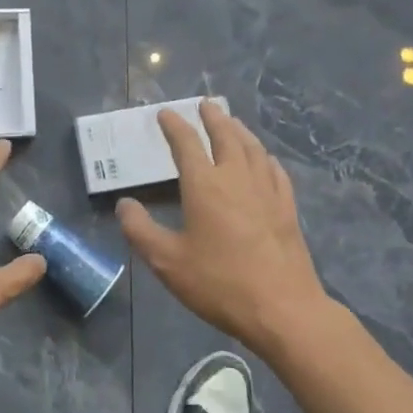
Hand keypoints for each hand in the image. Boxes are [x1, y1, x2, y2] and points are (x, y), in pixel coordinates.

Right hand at [116, 101, 331, 355]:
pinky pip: (275, 170)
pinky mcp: (287, 208)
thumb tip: (124, 205)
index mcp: (204, 185)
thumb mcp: (167, 262)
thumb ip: (140, 230)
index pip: (186, 144)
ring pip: (252, 148)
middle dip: (213, 118)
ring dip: (239, 130)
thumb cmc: (220, 283)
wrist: (283, 309)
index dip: (174, 126)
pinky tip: (264, 159)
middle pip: (225, 135)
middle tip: (205, 104)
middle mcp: (236, 177)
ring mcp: (266, 191)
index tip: (165, 113)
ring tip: (232, 121)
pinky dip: (264, 157)